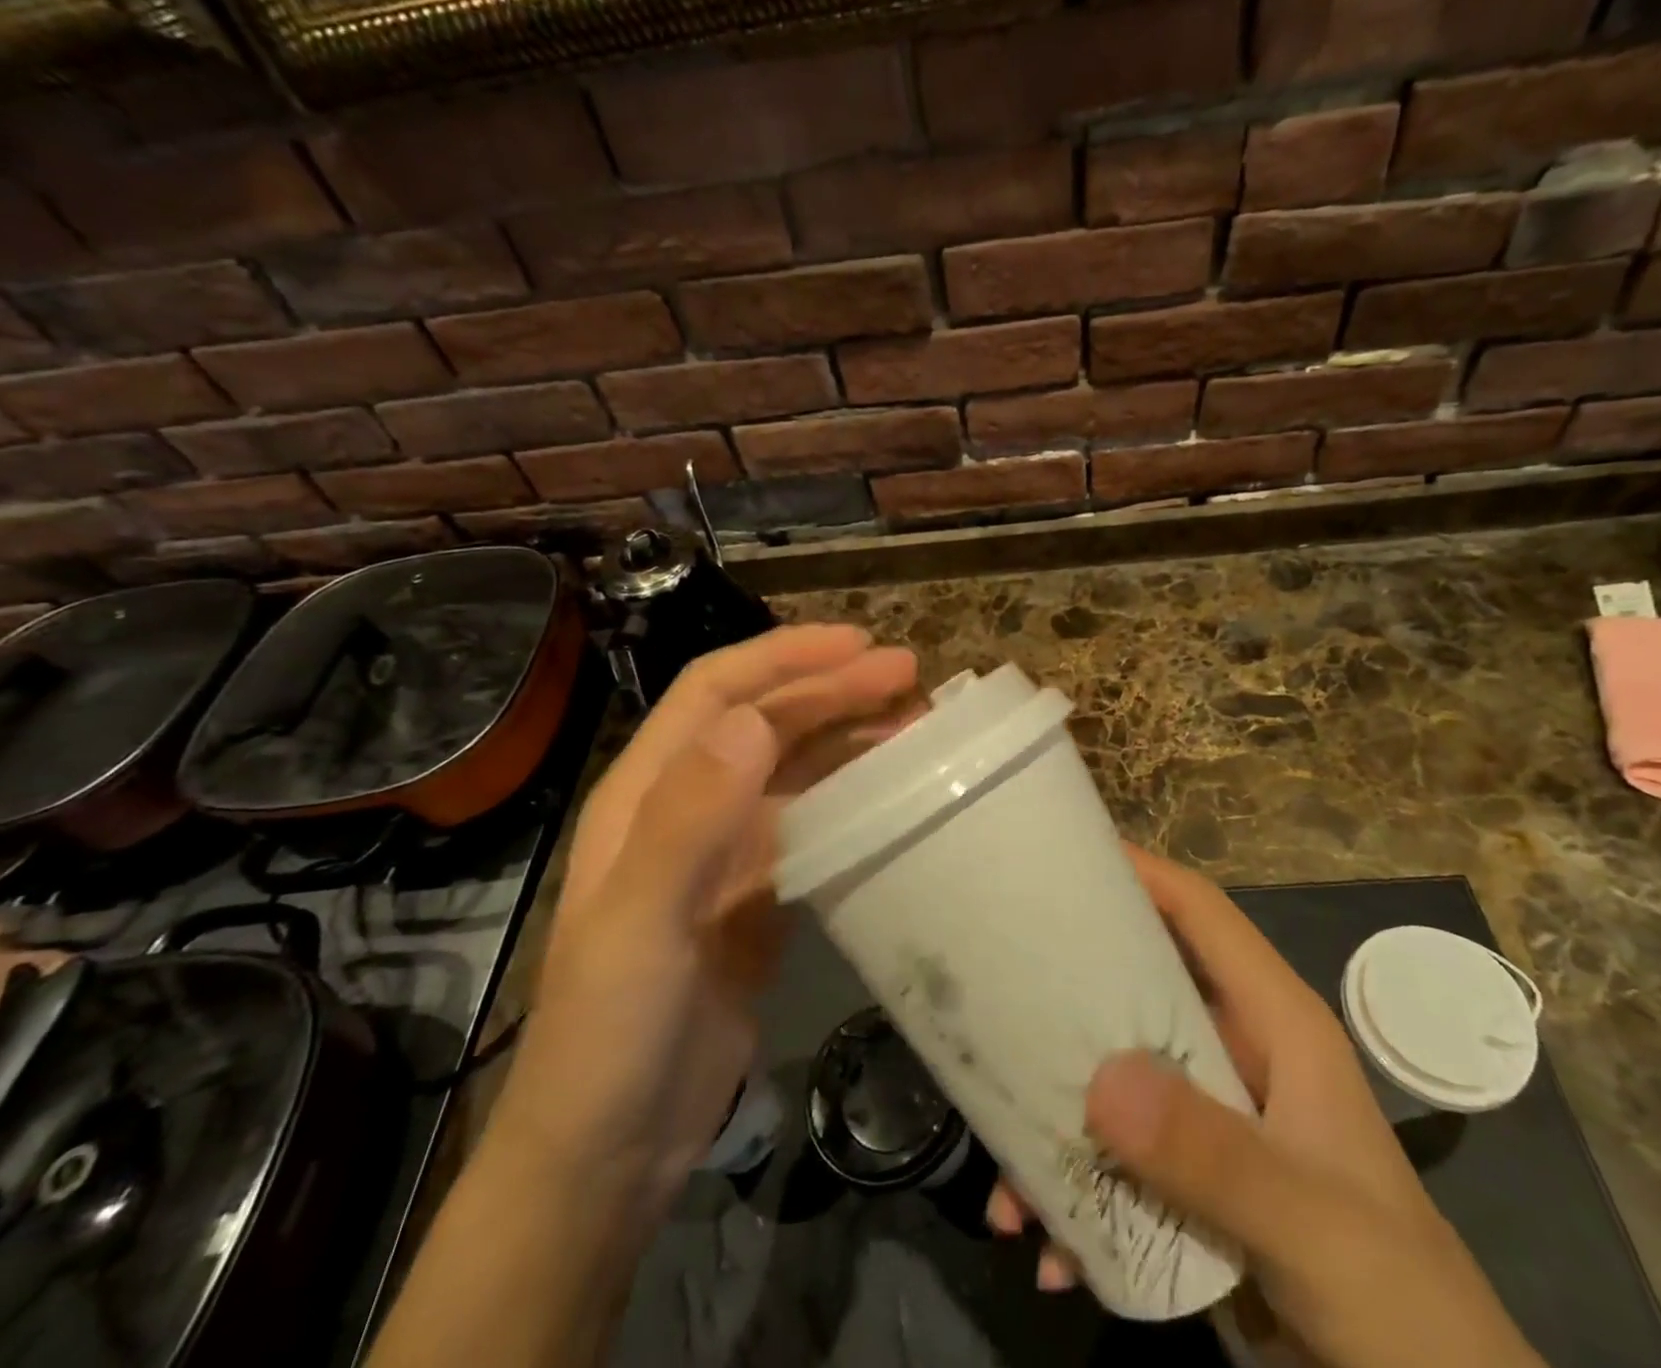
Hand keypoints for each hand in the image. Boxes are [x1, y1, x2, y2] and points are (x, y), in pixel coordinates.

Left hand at [488, 625, 918, 1201]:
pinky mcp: (757, 895)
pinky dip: (852, 798)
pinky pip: (812, 824)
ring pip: (794, 769)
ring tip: (915, 725)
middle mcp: (687, 806)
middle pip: (766, 722)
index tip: (858, 646)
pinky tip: (892, 795)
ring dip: (849, 738)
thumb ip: (689, 819)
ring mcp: (724, 852)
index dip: (785, 657)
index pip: (717, 692)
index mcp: (647, 792)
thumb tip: (754, 720)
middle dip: (834, 689)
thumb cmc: (610, 1035)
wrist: (608, 1150)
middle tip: (910, 678)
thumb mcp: (640, 925)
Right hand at [991, 847, 1542, 1367]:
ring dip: (1059, 1122)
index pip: (1201, 913)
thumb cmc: (1398, 1296)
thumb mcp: (1309, 1222)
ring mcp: (1212, 1114)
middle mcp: (1235, 1050)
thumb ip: (1212, 1153)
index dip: (1140, 871)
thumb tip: (1101, 1078)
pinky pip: (1117, 1157)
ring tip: (1008, 1182)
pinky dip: (1077, 1196)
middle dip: (1069, 999)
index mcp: (1273, 1022)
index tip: (1062, 854)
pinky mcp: (1193, 1176)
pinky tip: (1049, 1247)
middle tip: (996, 996)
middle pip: (1138, 986)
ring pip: (1114, 1077)